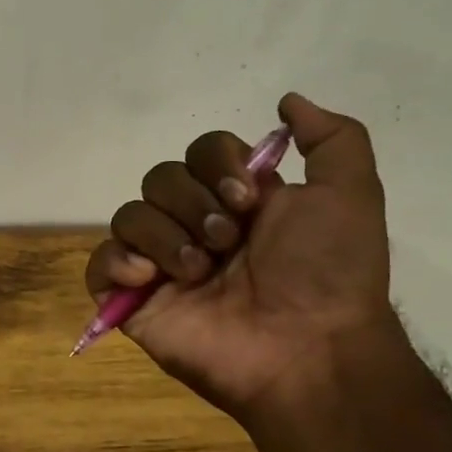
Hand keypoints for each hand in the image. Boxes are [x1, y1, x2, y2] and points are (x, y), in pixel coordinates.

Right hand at [85, 93, 393, 416]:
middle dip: (191, 203)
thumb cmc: (328, 273)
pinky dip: (115, 261)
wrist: (308, 351)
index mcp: (236, 202)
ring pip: (128, 214)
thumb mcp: (351, 194)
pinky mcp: (134, 300)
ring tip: (197, 272)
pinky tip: (147, 278)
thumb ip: (333, 138)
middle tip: (226, 242)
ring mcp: (161, 265)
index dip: (216, 164)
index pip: (200, 152)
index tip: (247, 198)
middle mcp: (195, 226)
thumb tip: (286, 100)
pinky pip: (99, 264)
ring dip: (163, 236)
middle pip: (159, 178)